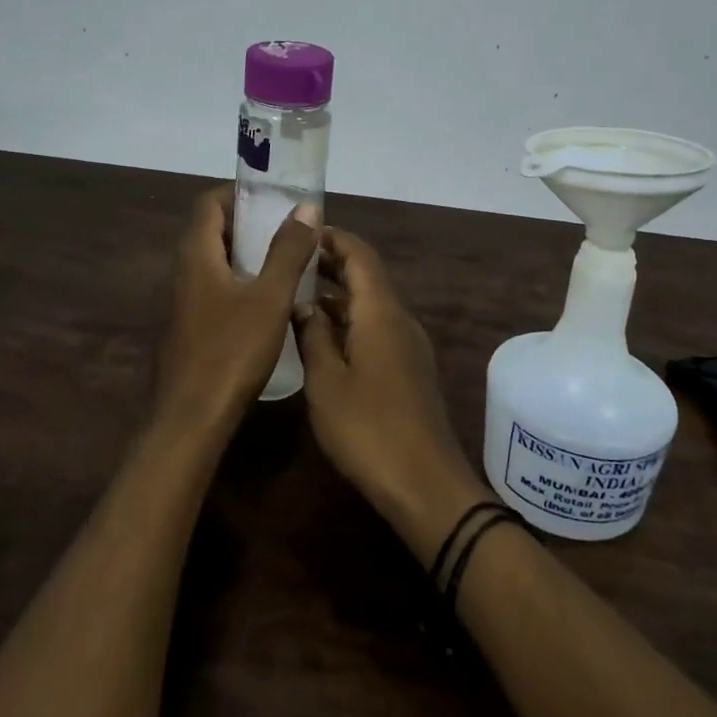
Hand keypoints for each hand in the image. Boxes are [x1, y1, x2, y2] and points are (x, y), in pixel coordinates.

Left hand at [156, 186, 319, 436]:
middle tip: (287, 226)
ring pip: (213, 262)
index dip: (239, 193)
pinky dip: (239, 281)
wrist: (191, 419)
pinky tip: (267, 301)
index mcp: (197, 255)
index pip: (210, 203)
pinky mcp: (188, 327)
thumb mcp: (270, 297)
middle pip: (211, 230)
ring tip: (284, 258)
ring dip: (245, 253)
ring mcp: (183, 302)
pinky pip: (213, 288)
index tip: (273, 195)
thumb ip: (288, 251)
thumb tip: (306, 208)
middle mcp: (183, 271)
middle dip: (248, 222)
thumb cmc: (232, 350)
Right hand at [295, 228, 492, 566]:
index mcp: (381, 311)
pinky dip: (349, 320)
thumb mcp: (326, 381)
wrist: (425, 484)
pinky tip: (322, 337)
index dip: (332, 238)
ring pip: (371, 303)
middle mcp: (399, 318)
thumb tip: (302, 304)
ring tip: (297, 295)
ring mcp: (408, 344)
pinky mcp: (409, 368)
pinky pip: (376, 327)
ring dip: (338, 294)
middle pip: (367, 275)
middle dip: (331, 263)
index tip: (300, 233)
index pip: (360, 254)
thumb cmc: (368, 428)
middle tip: (290, 261)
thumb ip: (313, 336)